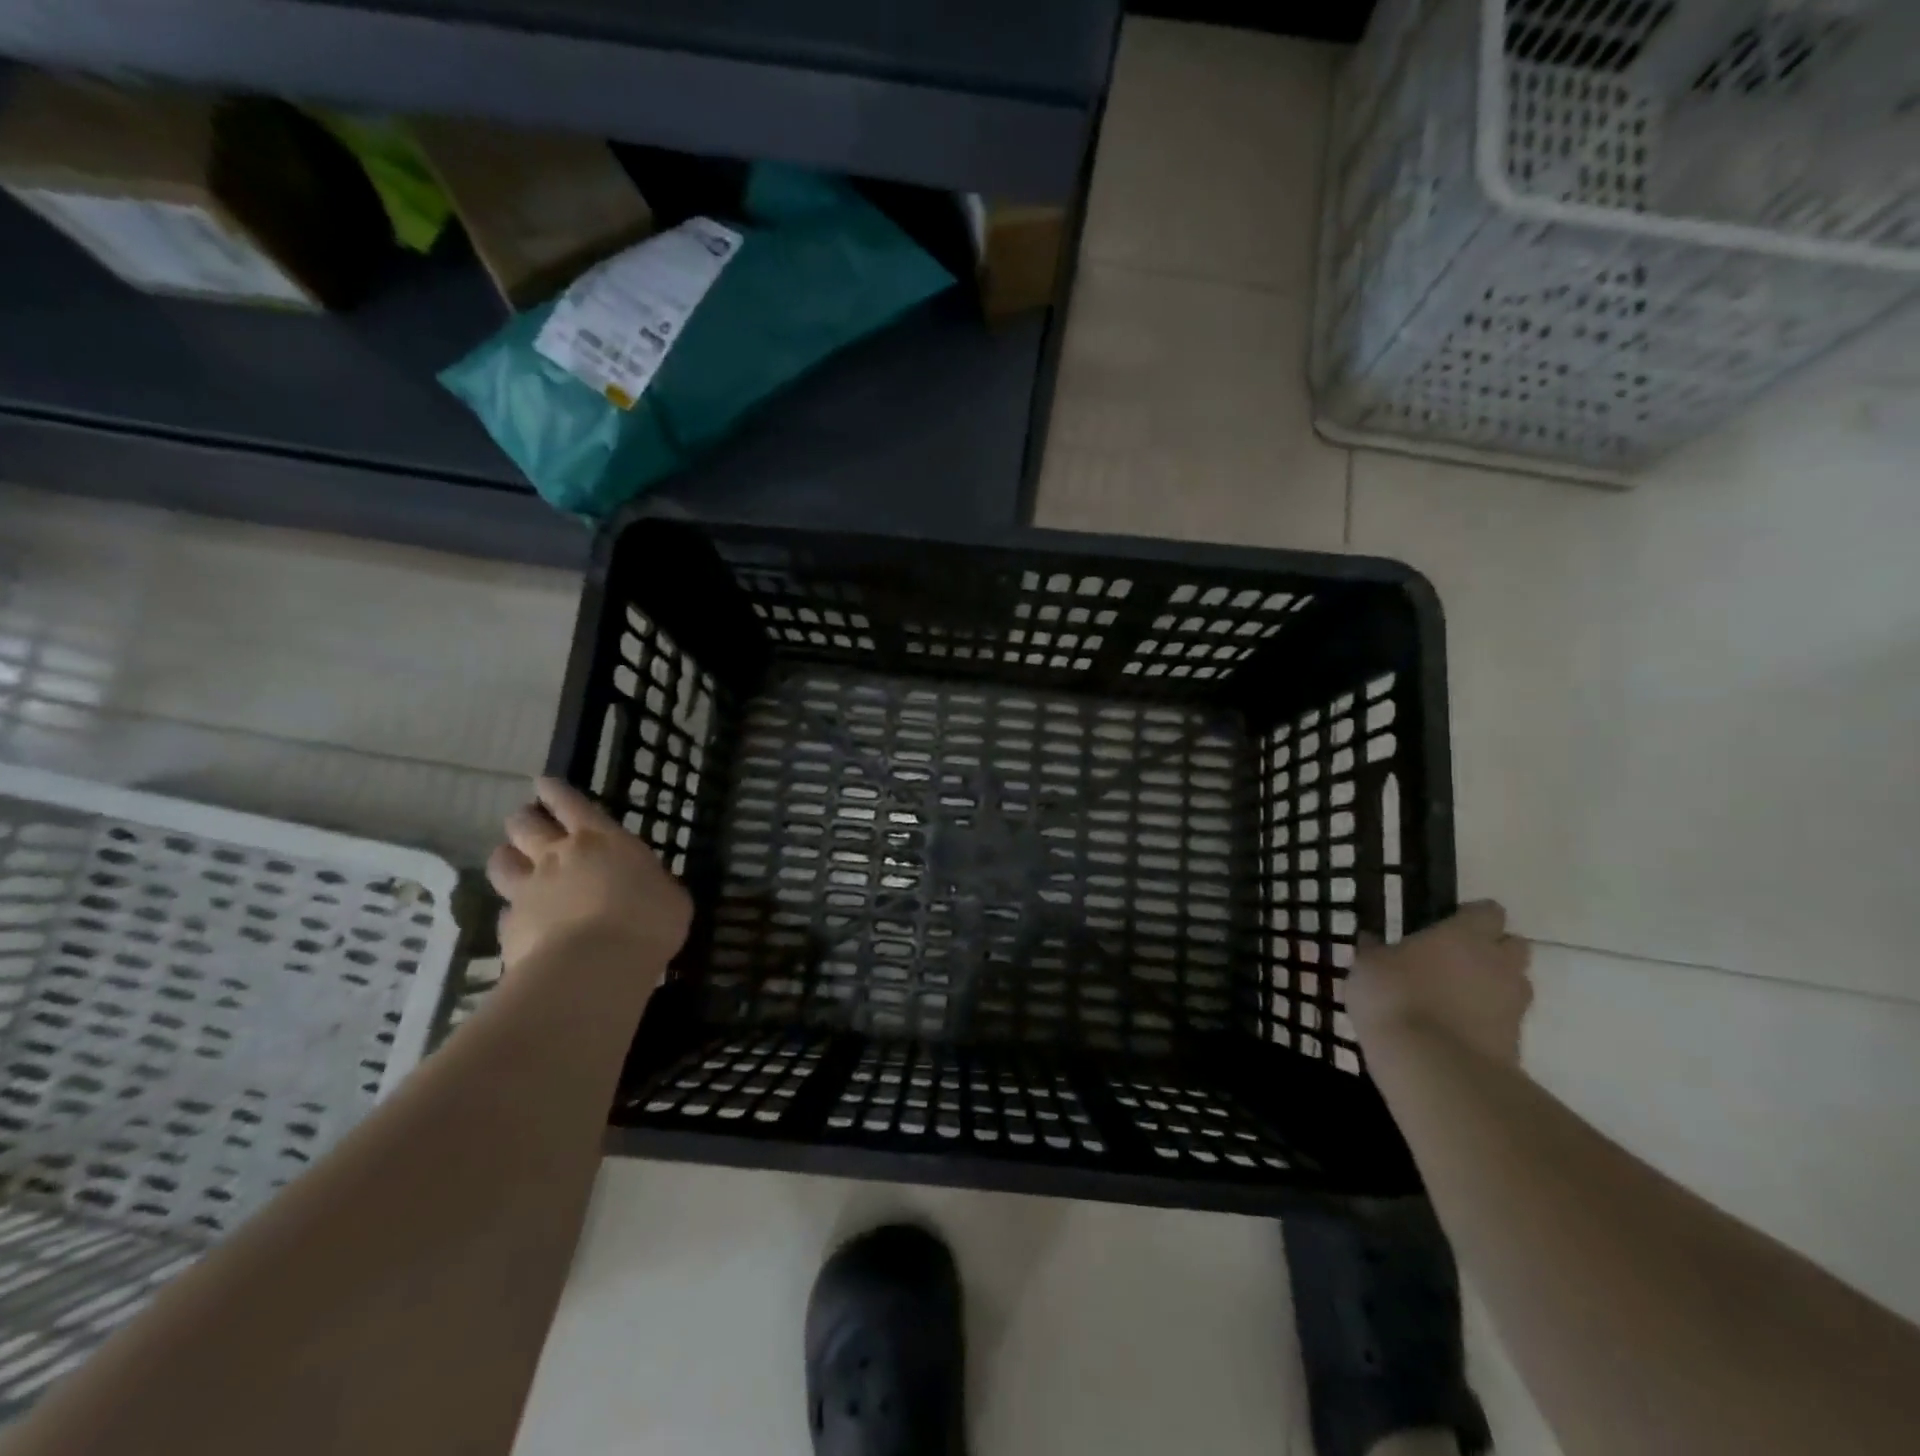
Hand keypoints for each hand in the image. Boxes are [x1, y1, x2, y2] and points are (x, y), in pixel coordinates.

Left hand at [486, 777, 692, 972]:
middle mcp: (557, 856)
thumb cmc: (648, 921)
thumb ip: (650, 883)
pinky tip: (521, 921)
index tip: (543, 783)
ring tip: (514, 863)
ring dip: (507, 858)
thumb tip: (644, 886)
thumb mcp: (670, 895)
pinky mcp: (509, 928)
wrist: (595, 968)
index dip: (555, 790)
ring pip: (501, 861)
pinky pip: (503, 912)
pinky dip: (512, 912)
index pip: (570, 802)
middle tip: (530, 823)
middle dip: (525, 819)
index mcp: (601, 840)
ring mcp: (528, 891)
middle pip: (525, 824)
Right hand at [1346, 900, 1532, 1065]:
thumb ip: (1375, 951)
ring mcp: (1512, 1005)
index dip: (1471, 916)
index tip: (1448, 923)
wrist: (1432, 1066)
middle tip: (1457, 960)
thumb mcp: (1367, 967)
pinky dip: (1486, 1022)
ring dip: (1492, 987)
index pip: (1487, 911)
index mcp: (1464, 935)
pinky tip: (1454, 1030)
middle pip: (1514, 945)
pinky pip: (1504, 1021)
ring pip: (1513, 985)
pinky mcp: (1516, 1043)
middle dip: (1493, 950)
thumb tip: (1371, 938)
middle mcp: (1498, 964)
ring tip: (1454, 998)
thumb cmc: (1394, 997)